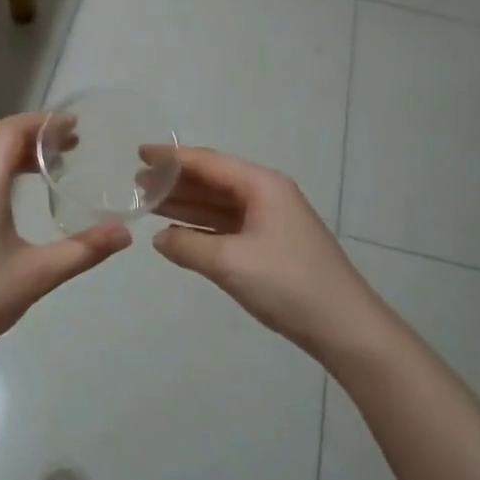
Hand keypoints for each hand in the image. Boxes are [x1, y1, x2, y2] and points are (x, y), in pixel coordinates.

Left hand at [0, 113, 129, 370]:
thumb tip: (126, 233)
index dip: (44, 122)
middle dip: (36, 138)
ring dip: (17, 158)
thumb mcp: (36, 274)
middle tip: (74, 148)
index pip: (11, 129)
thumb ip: (83, 250)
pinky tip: (18, 204)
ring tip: (52, 171)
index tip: (76, 126)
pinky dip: (1, 177)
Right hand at [153, 147, 390, 362]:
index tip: (139, 152)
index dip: (171, 157)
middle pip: (213, 180)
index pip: (208, 162)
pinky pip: (228, 226)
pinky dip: (202, 227)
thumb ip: (187, 245)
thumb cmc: (287, 284)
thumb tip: (160, 238)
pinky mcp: (271, 245)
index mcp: (262, 185)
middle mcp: (267, 194)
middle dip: (175, 181)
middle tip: (137, 183)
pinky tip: (177, 232)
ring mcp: (271, 221)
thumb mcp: (230, 263)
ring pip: (219, 204)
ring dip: (186, 203)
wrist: (343, 326)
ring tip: (149, 202)